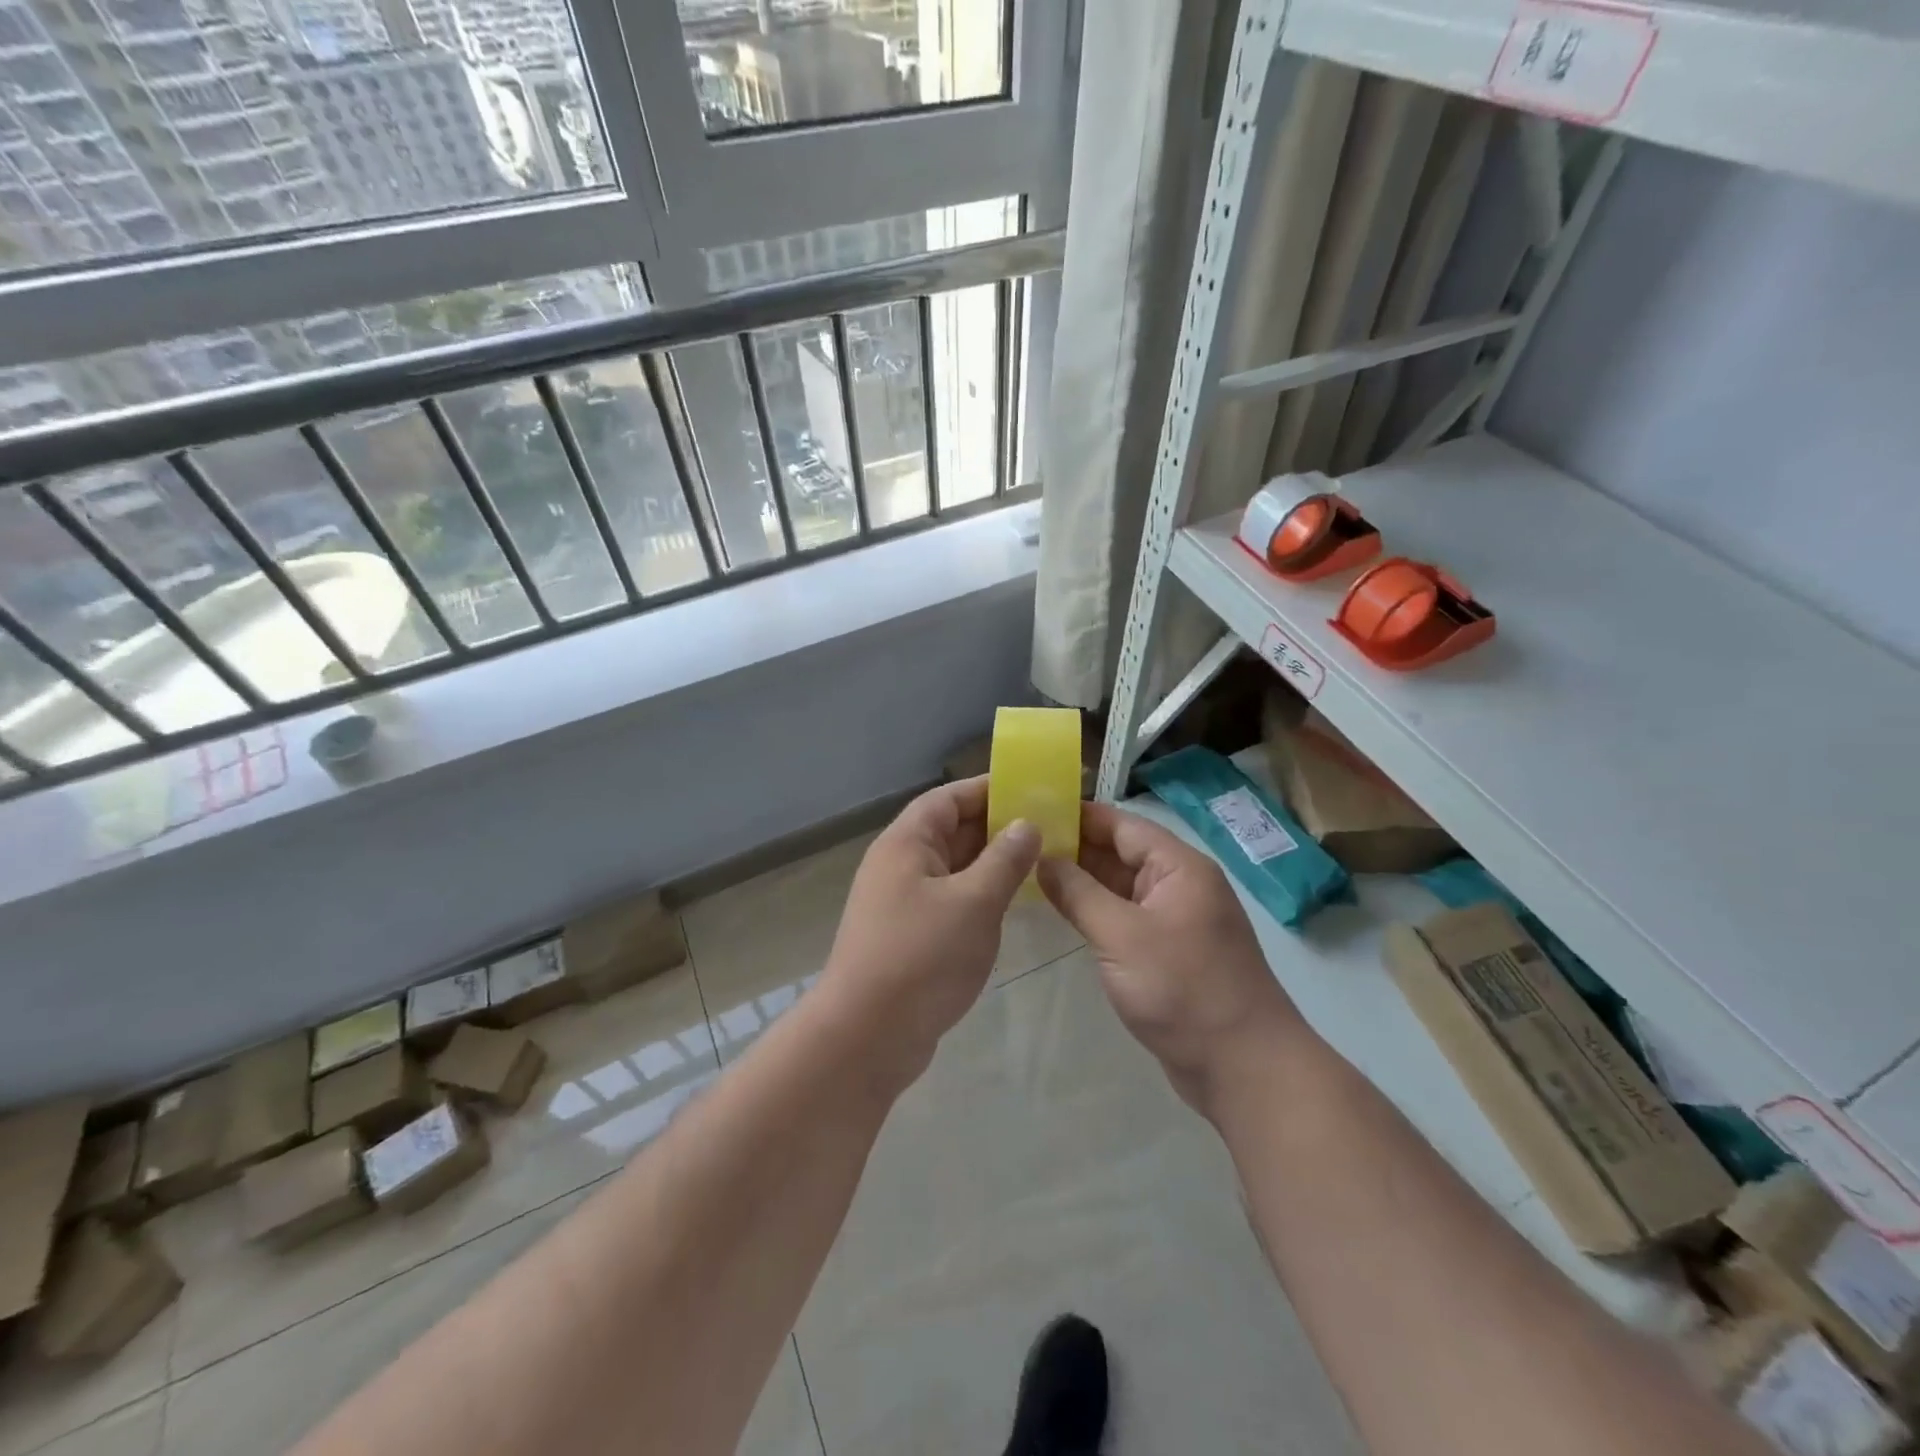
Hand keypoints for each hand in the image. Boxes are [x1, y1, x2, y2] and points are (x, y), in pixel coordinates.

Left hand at [819, 776, 1039, 1082]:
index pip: (948, 798)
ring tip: (1041, 863)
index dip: (988, 790)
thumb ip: (1004, 859)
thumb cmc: (922, 957)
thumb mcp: (974, 902)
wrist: (866, 1036)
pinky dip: (979, 896)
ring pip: (953, 869)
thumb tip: (1026, 824)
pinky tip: (1011, 906)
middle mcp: (900, 865)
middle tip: (1049, 828)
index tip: (1031, 790)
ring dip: (991, 864)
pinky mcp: (909, 936)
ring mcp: (902, 902)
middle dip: (997, 827)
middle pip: (951, 831)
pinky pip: (950, 900)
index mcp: (906, 844)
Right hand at [1037, 802, 1303, 1113]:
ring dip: (1081, 881)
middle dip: (1074, 847)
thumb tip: (1040, 858)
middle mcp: (1179, 885)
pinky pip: (1125, 918)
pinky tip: (1060, 912)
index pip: (1121, 824)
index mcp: (1178, 867)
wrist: (1244, 1068)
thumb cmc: (1184, 990)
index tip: (1031, 811)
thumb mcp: (1121, 936)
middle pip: (1120, 853)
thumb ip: (1078, 893)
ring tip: (1028, 872)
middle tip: (1019, 844)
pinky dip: (1094, 912)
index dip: (1078, 815)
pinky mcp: (1168, 953)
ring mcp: (1175, 920)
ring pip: (1120, 887)